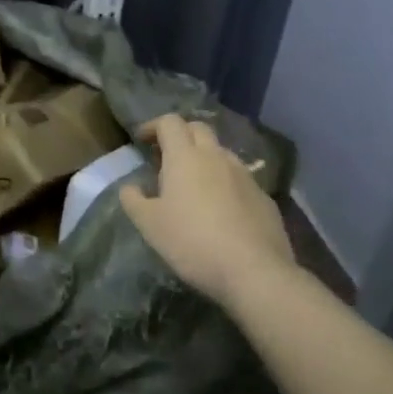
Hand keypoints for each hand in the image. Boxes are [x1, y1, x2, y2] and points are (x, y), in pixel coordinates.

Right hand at [119, 114, 295, 307]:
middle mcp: (216, 156)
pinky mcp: (263, 196)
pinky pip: (239, 178)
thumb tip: (129, 187)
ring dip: (204, 158)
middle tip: (167, 158)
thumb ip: (133, 200)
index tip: (142, 140)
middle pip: (198, 128)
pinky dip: (225, 182)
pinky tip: (221, 209)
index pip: (169, 122)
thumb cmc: (193, 242)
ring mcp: (244, 175)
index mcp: (185, 157)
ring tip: (194, 184)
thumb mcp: (150, 225)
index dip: (153, 126)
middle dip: (181, 135)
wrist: (255, 271)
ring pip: (221, 152)